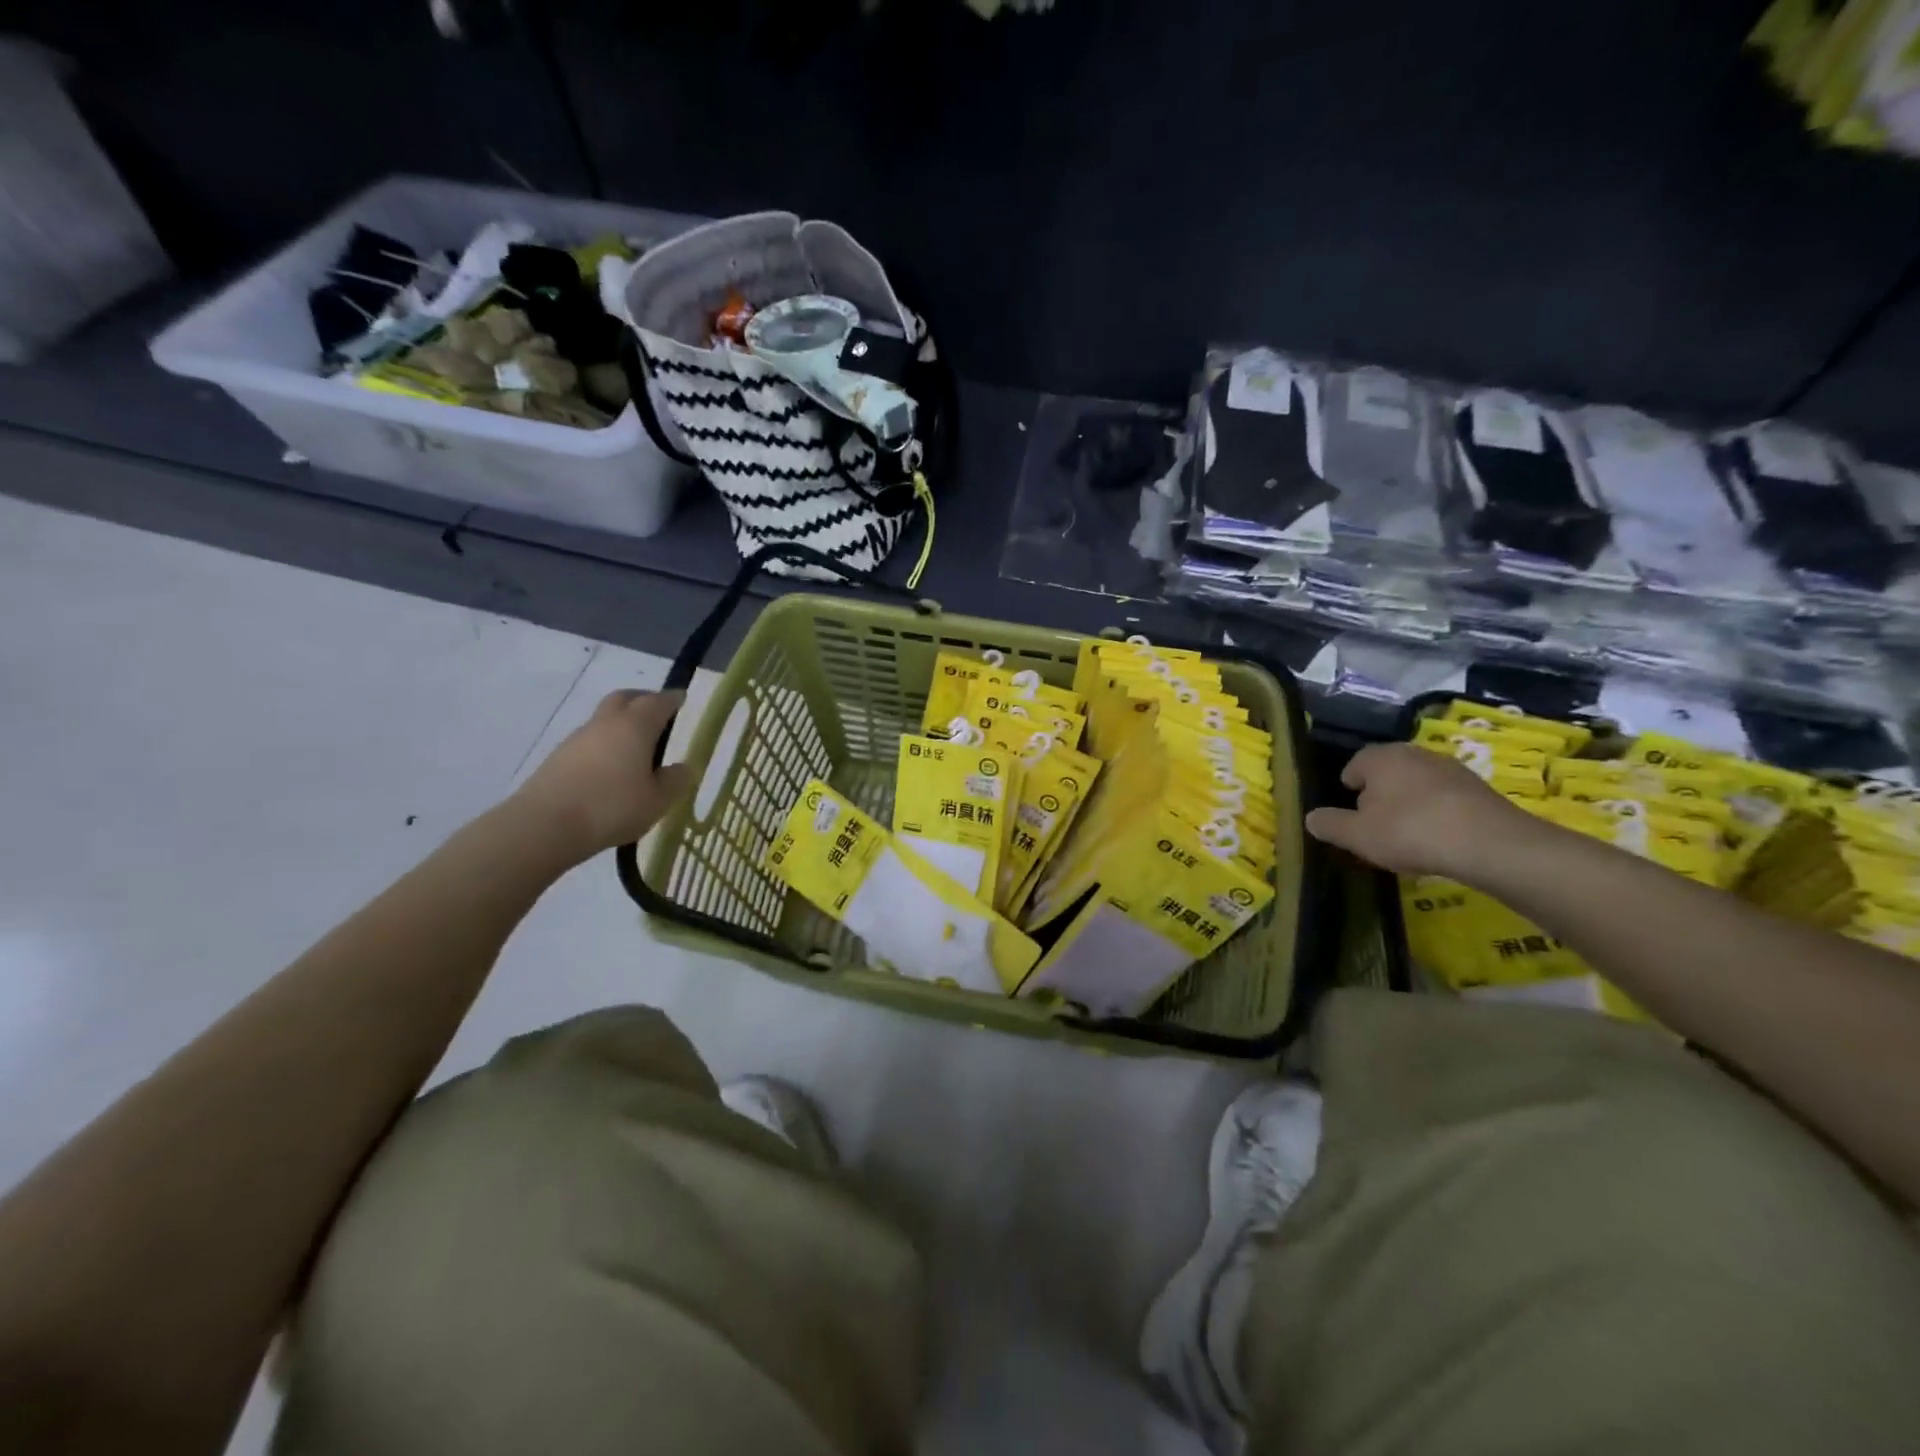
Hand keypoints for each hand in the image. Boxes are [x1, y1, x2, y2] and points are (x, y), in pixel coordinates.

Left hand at [510, 690, 692, 859]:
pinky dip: (604, 746)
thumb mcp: (657, 801)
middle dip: (643, 700)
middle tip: (659, 715)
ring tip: (636, 750)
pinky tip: (611, 770)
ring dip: (621, 725)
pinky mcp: (558, 758)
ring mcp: (577, 739)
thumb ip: (674, 781)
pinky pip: (589, 742)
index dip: (673, 699)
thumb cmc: (611, 807)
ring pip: (604, 719)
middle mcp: (606, 723)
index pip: (658, 702)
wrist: (544, 826)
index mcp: (635, 726)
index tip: (682, 699)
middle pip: (625, 698)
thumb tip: (683, 767)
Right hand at [1304, 742, 1538, 881]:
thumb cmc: (1410, 832)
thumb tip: (1311, 818)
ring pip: (1416, 784)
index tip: (1352, 817)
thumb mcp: (1357, 835)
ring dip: (1409, 805)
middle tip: (1377, 828)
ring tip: (1409, 836)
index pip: (1353, 766)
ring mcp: (1450, 768)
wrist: (1491, 845)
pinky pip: (1444, 798)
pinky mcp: (1478, 788)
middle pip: (1386, 773)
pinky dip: (1437, 813)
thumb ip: (1330, 825)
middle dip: (1379, 797)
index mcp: (1380, 757)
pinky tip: (1439, 838)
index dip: (1348, 791)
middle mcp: (1414, 753)